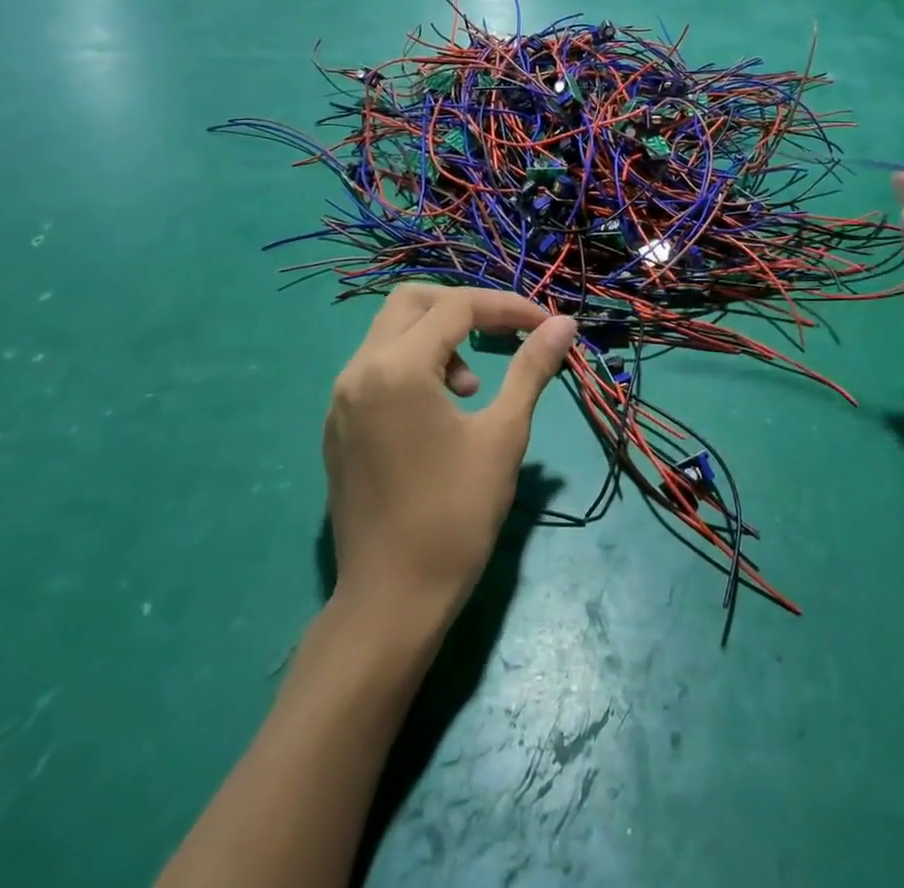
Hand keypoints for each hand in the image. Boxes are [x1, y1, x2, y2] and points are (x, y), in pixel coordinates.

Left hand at [324, 285, 577, 624]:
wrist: (390, 601)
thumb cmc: (455, 516)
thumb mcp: (503, 436)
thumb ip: (531, 369)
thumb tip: (564, 323)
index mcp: (397, 369)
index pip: (457, 308)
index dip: (507, 307)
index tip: (544, 325)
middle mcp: (359, 371)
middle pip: (412, 302)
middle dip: (464, 307)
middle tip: (503, 335)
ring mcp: (341, 399)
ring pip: (390, 332)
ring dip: (437, 336)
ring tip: (474, 386)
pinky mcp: (338, 425)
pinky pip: (376, 367)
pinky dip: (413, 364)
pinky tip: (441, 409)